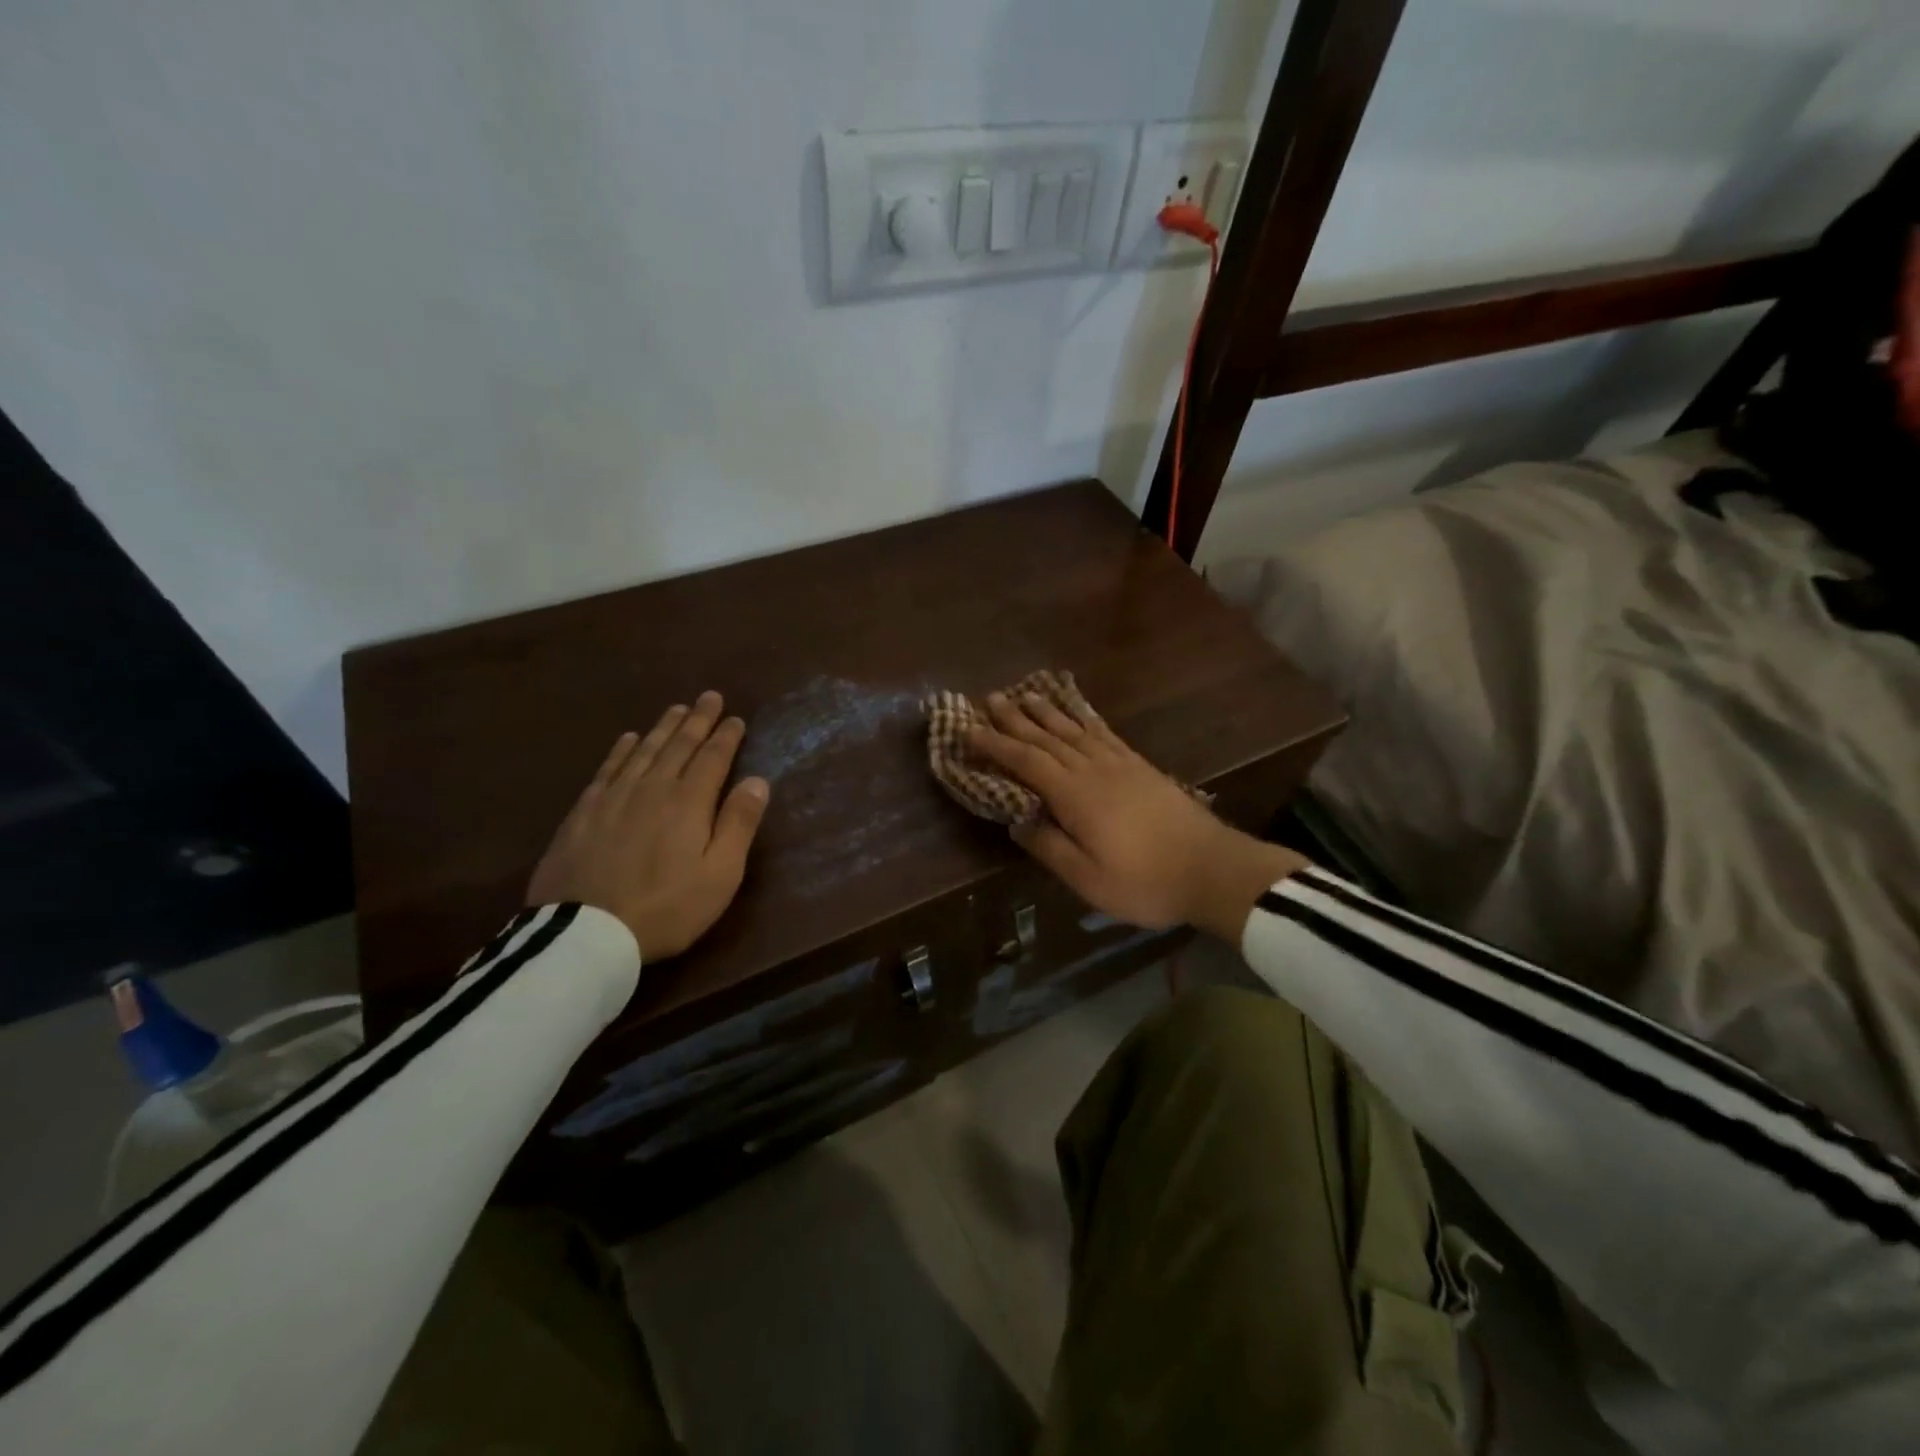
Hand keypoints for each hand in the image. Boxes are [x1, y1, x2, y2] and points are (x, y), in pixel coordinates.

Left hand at [527, 692, 770, 960]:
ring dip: (663, 727)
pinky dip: (622, 749)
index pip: (712, 758)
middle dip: (697, 720)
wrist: (586, 933)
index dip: (726, 736)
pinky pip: (608, 768)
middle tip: (709, 696)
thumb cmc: (667, 908)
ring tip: (677, 708)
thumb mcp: (720, 874)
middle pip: (678, 745)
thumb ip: (739, 824)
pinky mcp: (584, 812)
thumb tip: (757, 781)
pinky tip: (629, 739)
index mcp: (689, 802)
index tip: (736, 718)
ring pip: (644, 750)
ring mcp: (614, 797)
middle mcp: (652, 788)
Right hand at [967, 692, 1305, 941]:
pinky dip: (1085, 719)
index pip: (1026, 762)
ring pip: (1074, 730)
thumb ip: (1049, 847)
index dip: (996, 744)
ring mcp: (1120, 764)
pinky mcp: (1140, 766)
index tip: (969, 729)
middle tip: (990, 697)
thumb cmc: (1145, 881)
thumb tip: (1017, 821)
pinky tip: (1078, 714)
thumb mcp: (1088, 878)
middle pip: (1047, 738)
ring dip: (1047, 712)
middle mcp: (1093, 770)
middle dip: (1015, 718)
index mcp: (1075, 796)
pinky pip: (1104, 733)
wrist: (1212, 868)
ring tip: (1025, 694)